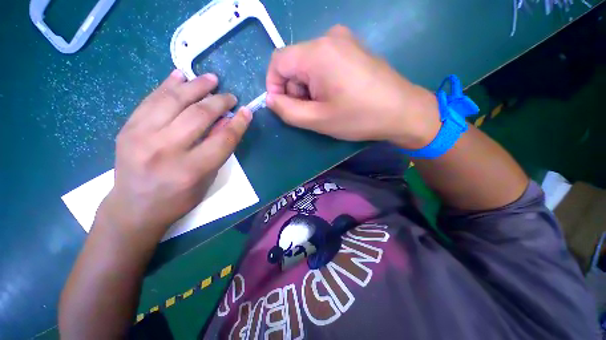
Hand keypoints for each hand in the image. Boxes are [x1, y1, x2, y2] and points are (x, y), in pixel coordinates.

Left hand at [97, 70, 251, 239]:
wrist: (134, 208)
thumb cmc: (178, 199)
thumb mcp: (206, 180)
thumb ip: (218, 151)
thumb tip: (227, 123)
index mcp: (191, 170)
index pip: (223, 139)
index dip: (238, 123)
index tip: (247, 111)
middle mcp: (165, 149)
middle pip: (199, 115)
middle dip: (219, 102)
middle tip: (230, 96)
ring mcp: (141, 136)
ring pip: (174, 100)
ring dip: (196, 86)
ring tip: (211, 79)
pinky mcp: (127, 128)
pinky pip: (151, 99)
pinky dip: (168, 85)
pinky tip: (181, 75)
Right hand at [266, 25, 439, 148]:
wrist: (402, 111)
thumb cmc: (358, 117)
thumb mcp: (317, 119)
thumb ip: (287, 110)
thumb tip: (271, 99)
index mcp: (317, 53)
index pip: (277, 62)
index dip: (274, 85)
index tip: (284, 106)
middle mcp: (329, 38)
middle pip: (294, 63)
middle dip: (295, 89)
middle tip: (311, 111)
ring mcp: (344, 40)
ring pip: (309, 64)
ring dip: (308, 87)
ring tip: (325, 106)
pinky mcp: (353, 48)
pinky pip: (324, 62)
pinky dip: (321, 81)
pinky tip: (336, 96)